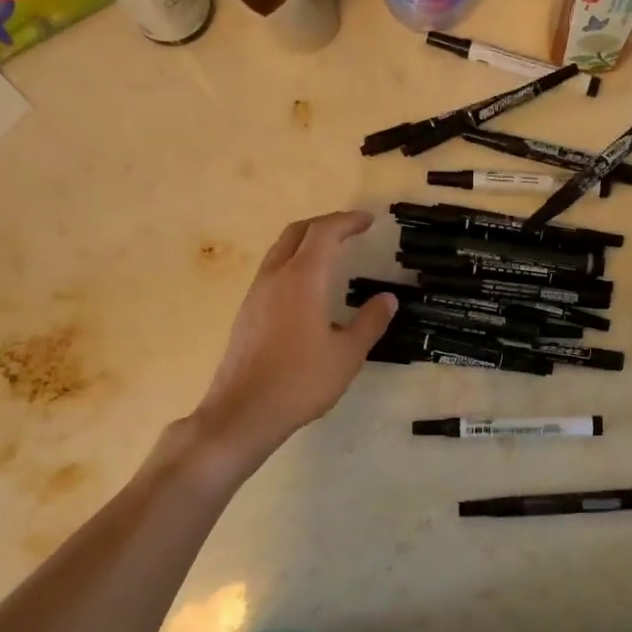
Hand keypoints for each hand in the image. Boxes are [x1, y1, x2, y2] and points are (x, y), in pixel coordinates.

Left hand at [187, 212, 395, 465]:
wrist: (244, 411)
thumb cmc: (301, 381)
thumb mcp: (347, 354)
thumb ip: (370, 322)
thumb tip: (387, 299)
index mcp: (303, 279)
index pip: (324, 233)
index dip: (348, 221)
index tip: (368, 220)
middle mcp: (275, 276)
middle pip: (297, 232)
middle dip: (325, 224)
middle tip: (350, 230)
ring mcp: (256, 293)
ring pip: (280, 250)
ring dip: (306, 243)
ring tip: (331, 254)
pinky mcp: (247, 312)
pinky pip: (272, 272)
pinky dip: (294, 263)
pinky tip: (307, 288)